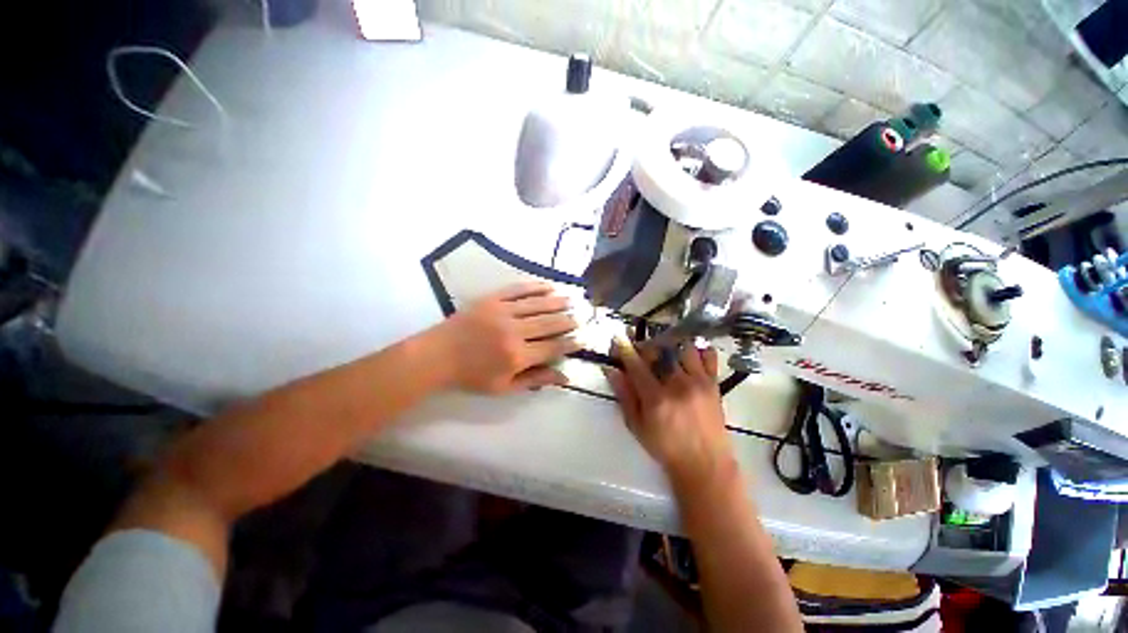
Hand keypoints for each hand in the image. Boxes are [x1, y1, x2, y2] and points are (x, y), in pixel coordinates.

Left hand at [434, 281, 581, 393]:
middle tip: (580, 318)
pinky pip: (518, 290)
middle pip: (549, 324)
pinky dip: (536, 287)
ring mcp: (502, 312)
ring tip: (571, 300)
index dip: (570, 343)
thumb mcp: (504, 387)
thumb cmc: (471, 376)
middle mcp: (514, 331)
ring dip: (557, 302)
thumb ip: (535, 380)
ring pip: (538, 304)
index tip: (582, 339)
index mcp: (517, 356)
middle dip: (568, 321)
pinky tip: (548, 286)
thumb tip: (565, 377)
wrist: (437, 356)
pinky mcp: (492, 299)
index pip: (553, 347)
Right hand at [605, 338, 734, 489]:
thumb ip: (624, 395)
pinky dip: (698, 351)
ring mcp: (698, 382)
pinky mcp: (713, 384)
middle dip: (647, 346)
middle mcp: (678, 385)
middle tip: (642, 350)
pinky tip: (690, 358)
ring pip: (683, 348)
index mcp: (656, 398)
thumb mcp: (637, 425)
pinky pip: (708, 356)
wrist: (705, 465)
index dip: (625, 349)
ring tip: (667, 355)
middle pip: (660, 351)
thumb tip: (611, 370)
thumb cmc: (666, 447)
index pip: (636, 365)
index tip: (618, 337)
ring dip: (672, 348)